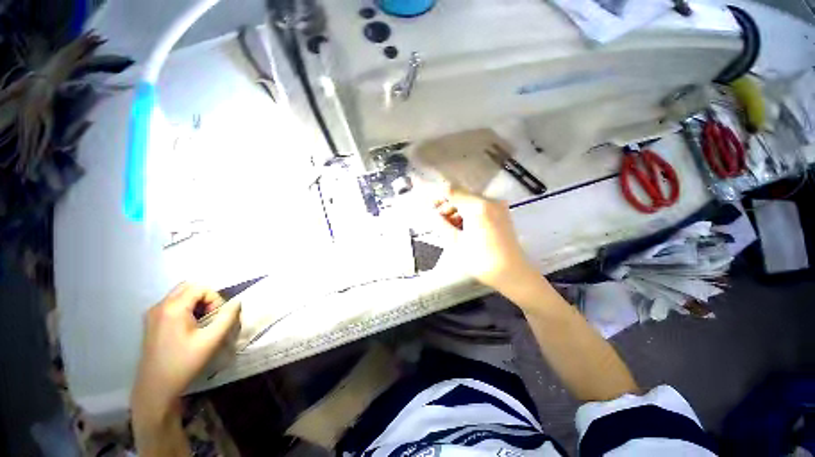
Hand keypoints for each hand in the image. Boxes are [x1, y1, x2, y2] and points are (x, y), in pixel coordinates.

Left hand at [131, 283, 240, 422]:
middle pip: (189, 287)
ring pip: (181, 295)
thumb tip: (237, 301)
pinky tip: (189, 327)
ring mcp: (152, 314)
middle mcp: (159, 305)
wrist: (156, 387)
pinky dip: (186, 309)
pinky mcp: (151, 322)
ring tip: (202, 323)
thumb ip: (227, 317)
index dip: (215, 299)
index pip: (201, 288)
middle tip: (211, 317)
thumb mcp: (212, 340)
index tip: (216, 318)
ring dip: (196, 303)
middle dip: (206, 298)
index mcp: (173, 308)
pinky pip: (173, 304)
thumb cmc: (184, 363)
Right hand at [435, 188, 540, 293]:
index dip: (438, 196)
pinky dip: (469, 213)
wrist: (512, 273)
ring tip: (451, 226)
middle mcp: (489, 201)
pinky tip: (464, 226)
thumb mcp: (455, 242)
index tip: (429, 204)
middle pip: (462, 194)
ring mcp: (498, 206)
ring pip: (471, 200)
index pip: (452, 191)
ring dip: (458, 209)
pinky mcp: (502, 212)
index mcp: (477, 207)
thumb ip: (441, 223)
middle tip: (438, 219)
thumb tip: (431, 212)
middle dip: (448, 205)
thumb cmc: (481, 260)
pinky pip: (480, 206)